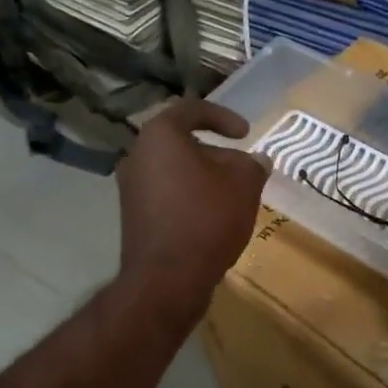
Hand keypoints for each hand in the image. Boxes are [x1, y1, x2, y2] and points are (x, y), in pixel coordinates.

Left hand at [116, 98, 268, 306]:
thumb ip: (252, 164)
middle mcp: (137, 156)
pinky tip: (212, 218)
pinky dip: (189, 198)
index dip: (223, 117)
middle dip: (216, 153)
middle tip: (242, 170)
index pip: (191, 110)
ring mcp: (130, 188)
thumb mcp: (244, 184)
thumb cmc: (206, 218)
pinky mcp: (133, 216)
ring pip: (174, 171)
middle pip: (181, 143)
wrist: (167, 278)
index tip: (246, 133)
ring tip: (231, 196)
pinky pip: (166, 195)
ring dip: (203, 178)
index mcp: (159, 136)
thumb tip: (256, 160)